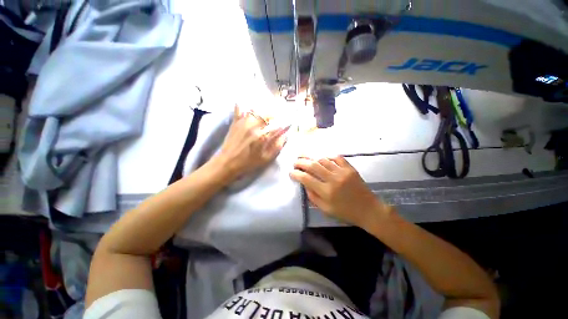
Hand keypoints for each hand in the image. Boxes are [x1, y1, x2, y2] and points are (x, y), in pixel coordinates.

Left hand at [215, 105, 288, 181]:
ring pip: (255, 111)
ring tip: (263, 116)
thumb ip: (277, 147)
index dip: (283, 125)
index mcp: (263, 136)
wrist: (228, 163)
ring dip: (261, 112)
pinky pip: (238, 110)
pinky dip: (242, 107)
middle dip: (273, 116)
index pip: (277, 126)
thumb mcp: (266, 158)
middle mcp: (254, 127)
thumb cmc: (249, 163)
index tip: (287, 125)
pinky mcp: (235, 123)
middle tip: (275, 119)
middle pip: (266, 115)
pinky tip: (243, 105)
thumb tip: (285, 136)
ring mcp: (243, 123)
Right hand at [290, 156, 388, 227]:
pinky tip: (322, 158)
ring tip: (305, 157)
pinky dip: (328, 156)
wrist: (368, 210)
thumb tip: (305, 184)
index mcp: (326, 192)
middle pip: (313, 165)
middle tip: (295, 162)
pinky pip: (337, 157)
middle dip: (301, 162)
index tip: (291, 172)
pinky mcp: (350, 168)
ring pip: (323, 160)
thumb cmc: (345, 212)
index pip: (306, 179)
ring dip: (312, 157)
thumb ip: (313, 197)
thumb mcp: (325, 210)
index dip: (296, 174)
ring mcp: (342, 172)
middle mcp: (333, 179)